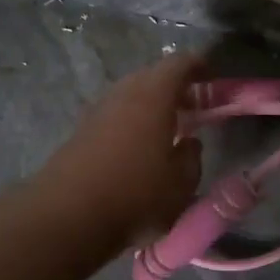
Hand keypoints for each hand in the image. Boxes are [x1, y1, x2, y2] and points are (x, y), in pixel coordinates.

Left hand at [34, 52, 204, 255]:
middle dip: (173, 87)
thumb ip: (191, 158)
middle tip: (192, 107)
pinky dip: (130, 122)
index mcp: (153, 96)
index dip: (197, 66)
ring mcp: (97, 111)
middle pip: (151, 76)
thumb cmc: (135, 195)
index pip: (179, 64)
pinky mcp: (79, 132)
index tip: (211, 78)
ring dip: (149, 105)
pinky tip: (137, 148)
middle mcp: (123, 94)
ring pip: (129, 95)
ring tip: (166, 129)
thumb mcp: (180, 184)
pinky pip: (113, 115)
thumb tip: (189, 144)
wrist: (67, 216)